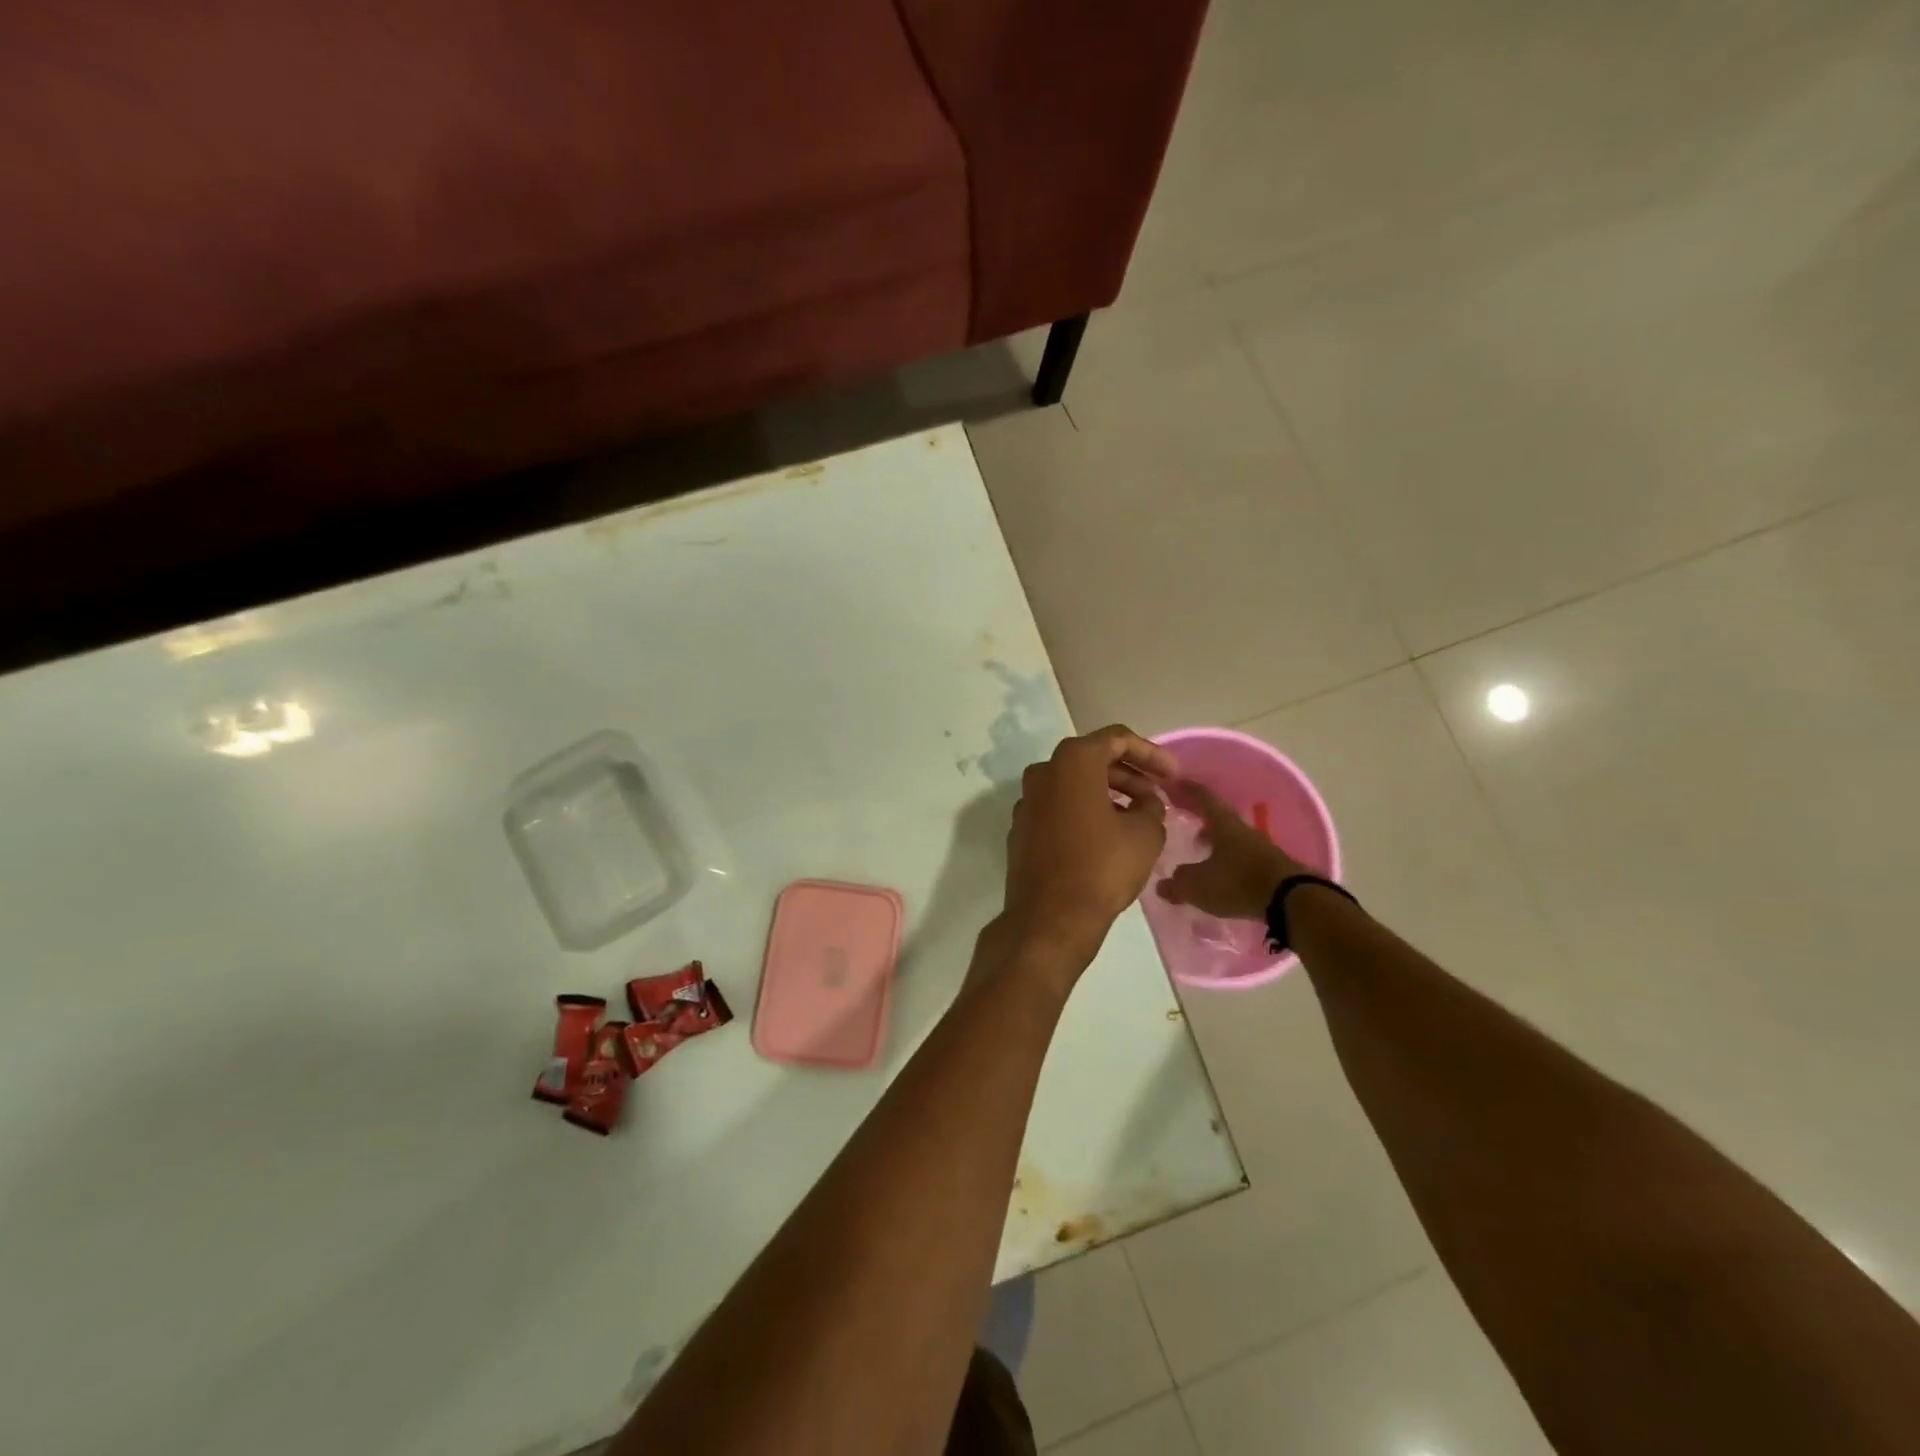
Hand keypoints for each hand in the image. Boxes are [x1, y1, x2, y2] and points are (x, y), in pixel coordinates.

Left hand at [999, 726, 1178, 972]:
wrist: (1049, 918)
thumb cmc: (1101, 868)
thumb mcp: (1146, 834)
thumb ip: (1151, 806)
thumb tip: (1145, 802)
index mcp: (1073, 761)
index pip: (1117, 739)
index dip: (1151, 754)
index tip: (1174, 776)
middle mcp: (1043, 772)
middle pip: (1093, 759)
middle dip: (1130, 774)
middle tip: (1158, 796)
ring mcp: (1027, 800)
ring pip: (1074, 784)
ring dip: (1108, 793)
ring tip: (1139, 816)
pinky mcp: (1021, 827)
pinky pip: (1058, 806)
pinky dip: (1084, 810)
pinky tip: (1107, 833)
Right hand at [1155, 780, 1306, 921]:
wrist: (1291, 900)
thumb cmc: (1237, 882)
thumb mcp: (1197, 885)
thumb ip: (1178, 883)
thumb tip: (1163, 885)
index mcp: (1223, 824)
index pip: (1203, 797)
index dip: (1187, 789)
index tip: (1174, 781)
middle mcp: (1242, 830)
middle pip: (1219, 817)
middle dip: (1201, 817)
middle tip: (1185, 819)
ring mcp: (1260, 848)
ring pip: (1232, 838)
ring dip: (1216, 840)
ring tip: (1201, 850)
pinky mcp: (1272, 868)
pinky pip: (1243, 857)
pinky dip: (1229, 859)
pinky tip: (1222, 873)